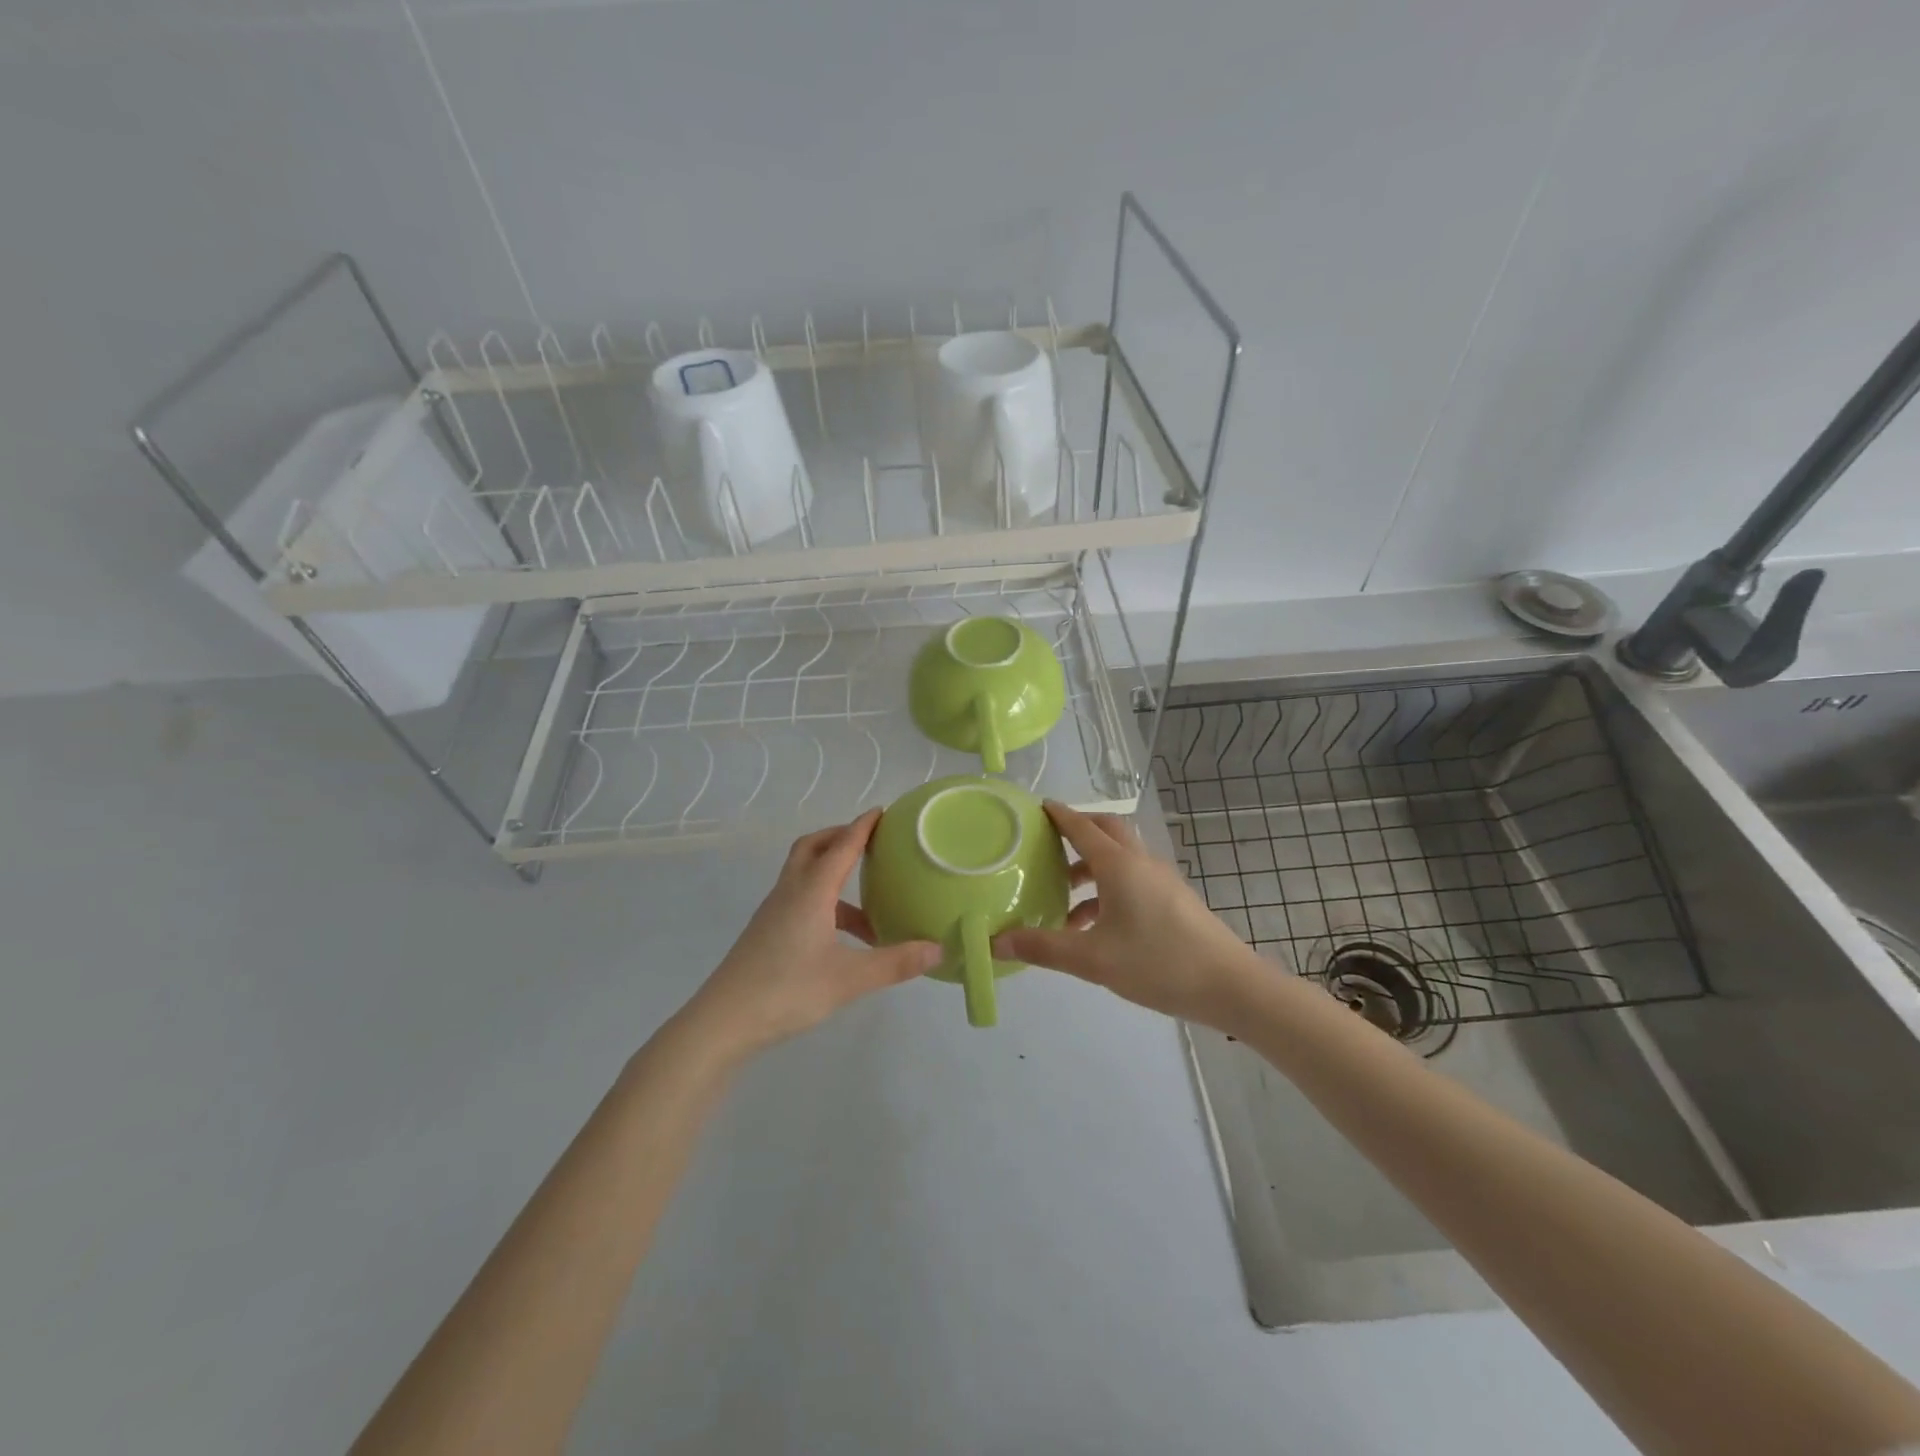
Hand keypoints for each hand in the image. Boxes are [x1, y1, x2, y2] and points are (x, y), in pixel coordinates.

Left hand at [682, 810, 940, 1058]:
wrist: (723, 1021)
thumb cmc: (787, 991)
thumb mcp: (849, 979)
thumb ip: (895, 963)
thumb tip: (938, 949)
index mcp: (811, 891)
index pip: (841, 846)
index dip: (862, 827)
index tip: (882, 811)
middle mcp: (790, 892)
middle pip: (812, 847)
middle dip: (840, 837)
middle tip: (870, 842)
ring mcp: (774, 912)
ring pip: (804, 874)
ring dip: (833, 873)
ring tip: (870, 900)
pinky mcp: (767, 932)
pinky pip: (799, 898)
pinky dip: (824, 901)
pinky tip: (844, 937)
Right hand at [992, 801, 1261, 1027]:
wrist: (1229, 985)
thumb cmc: (1157, 963)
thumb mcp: (1092, 959)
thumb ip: (1043, 947)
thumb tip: (996, 941)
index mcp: (1119, 865)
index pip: (1082, 827)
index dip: (1059, 816)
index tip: (1038, 807)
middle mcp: (1140, 862)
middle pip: (1106, 830)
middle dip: (1078, 831)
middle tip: (1049, 843)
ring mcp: (1160, 880)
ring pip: (1120, 858)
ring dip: (1091, 866)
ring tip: (1062, 896)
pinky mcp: (1173, 900)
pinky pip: (1132, 880)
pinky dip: (1108, 889)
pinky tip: (1094, 926)